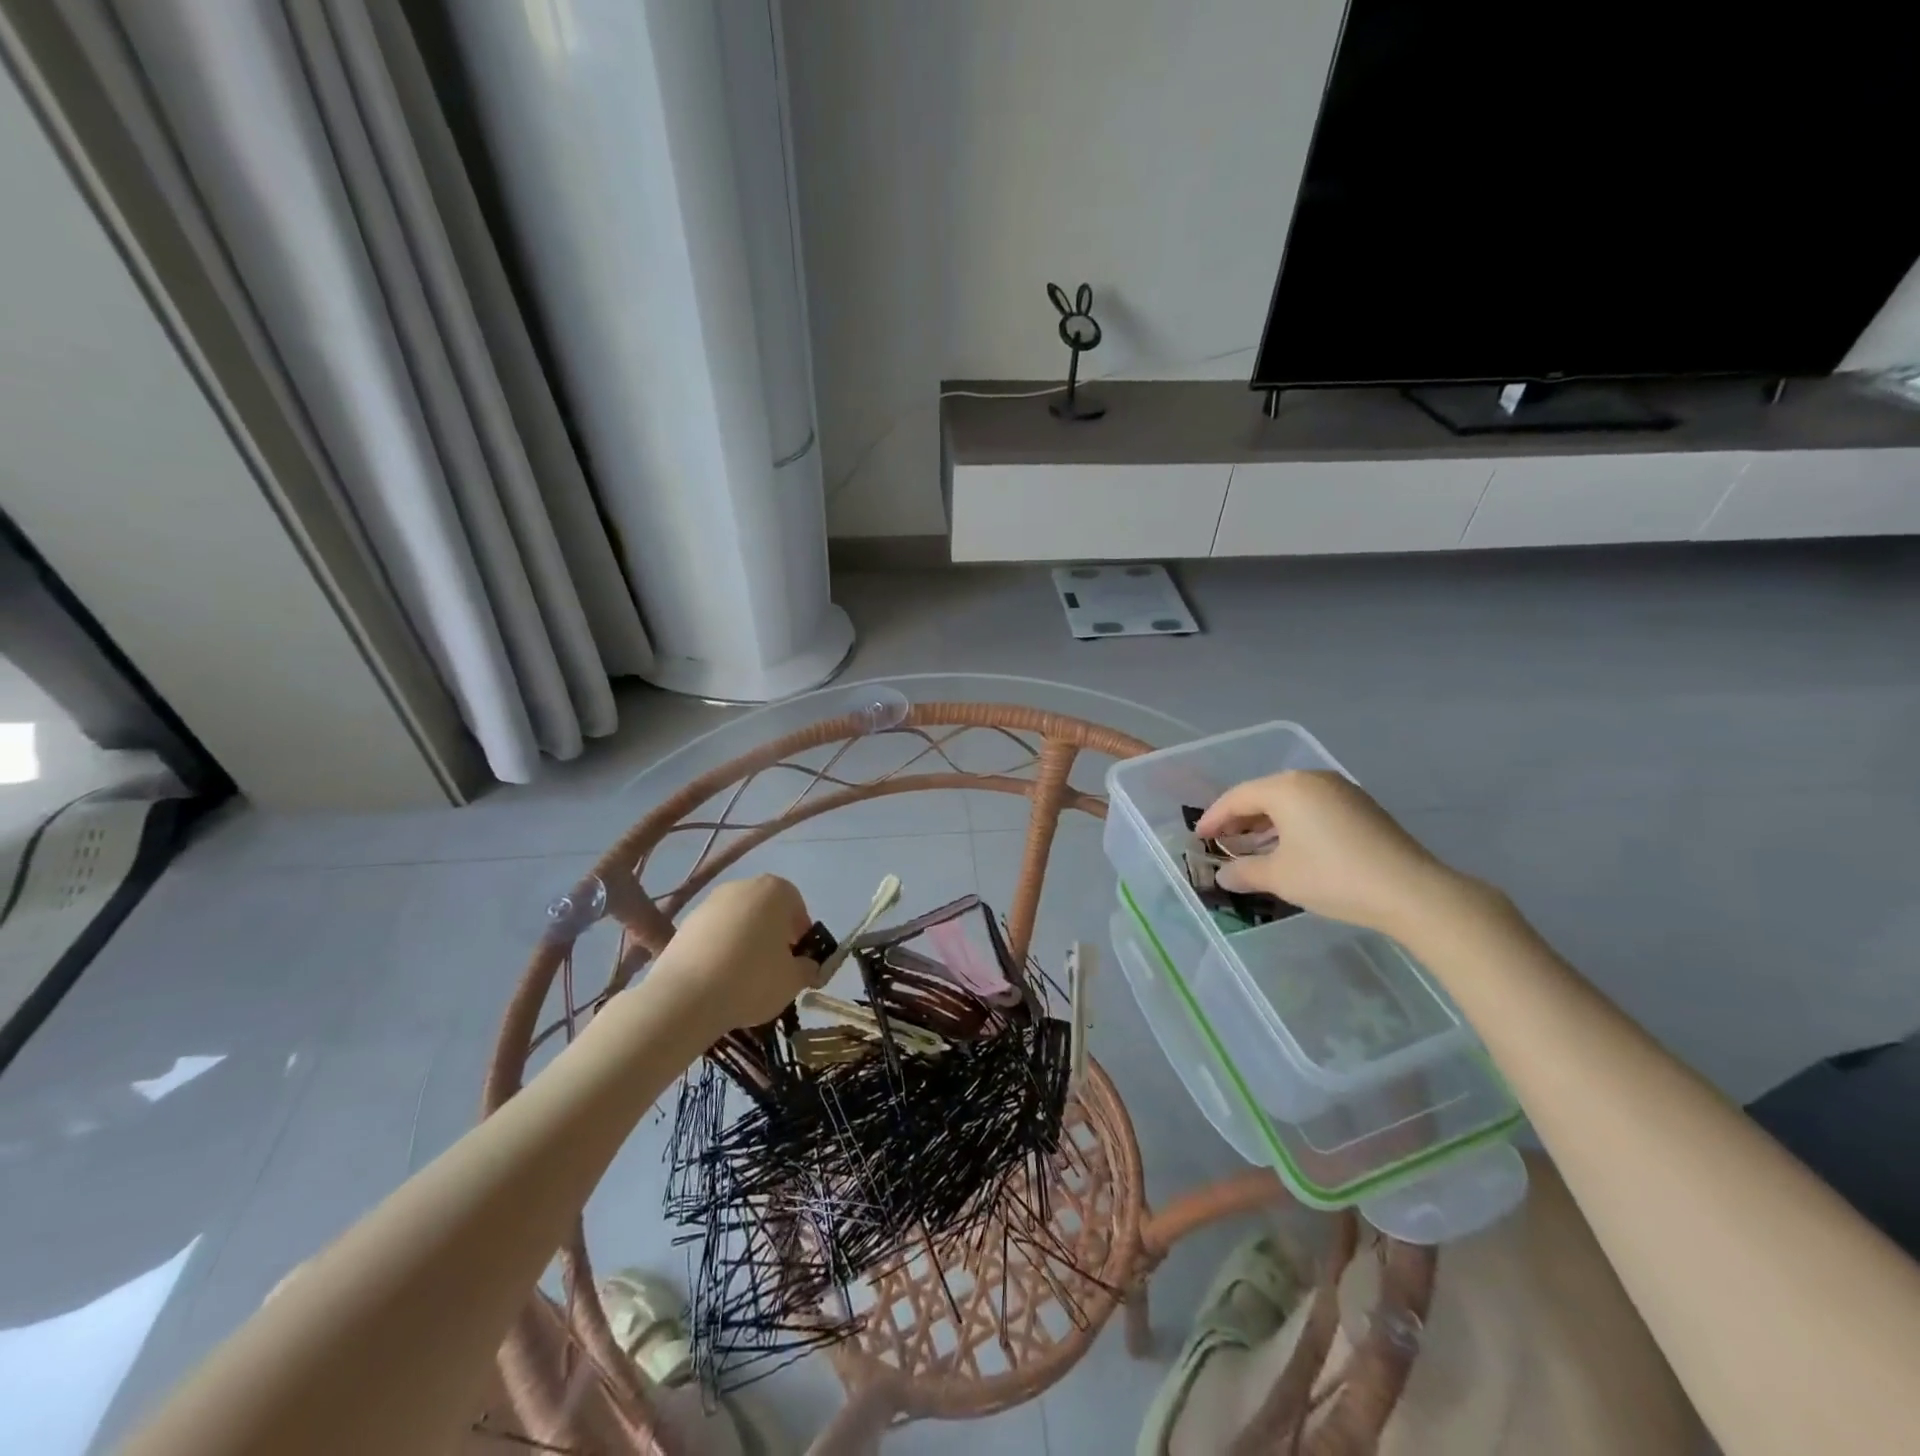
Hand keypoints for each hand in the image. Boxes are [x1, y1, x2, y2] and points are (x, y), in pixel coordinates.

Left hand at [648, 875, 822, 1035]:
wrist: (686, 997)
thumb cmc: (752, 980)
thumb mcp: (793, 980)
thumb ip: (807, 968)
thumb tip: (806, 966)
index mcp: (774, 891)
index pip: (796, 906)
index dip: (800, 933)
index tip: (797, 958)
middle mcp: (741, 887)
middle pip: (765, 909)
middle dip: (772, 933)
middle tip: (773, 966)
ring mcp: (709, 903)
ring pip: (737, 920)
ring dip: (744, 941)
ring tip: (742, 976)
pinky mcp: (685, 924)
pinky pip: (713, 934)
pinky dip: (719, 950)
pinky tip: (718, 978)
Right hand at [1196, 771, 1470, 936]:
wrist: (1411, 891)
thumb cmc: (1333, 877)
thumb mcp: (1280, 877)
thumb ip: (1245, 872)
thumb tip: (1223, 877)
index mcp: (1287, 787)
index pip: (1238, 797)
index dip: (1214, 818)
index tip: (1199, 838)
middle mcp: (1313, 779)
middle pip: (1264, 794)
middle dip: (1240, 819)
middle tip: (1222, 842)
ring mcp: (1341, 791)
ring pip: (1290, 802)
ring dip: (1267, 823)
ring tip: (1251, 848)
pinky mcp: (1362, 808)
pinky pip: (1313, 809)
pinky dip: (1293, 825)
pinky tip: (1289, 848)